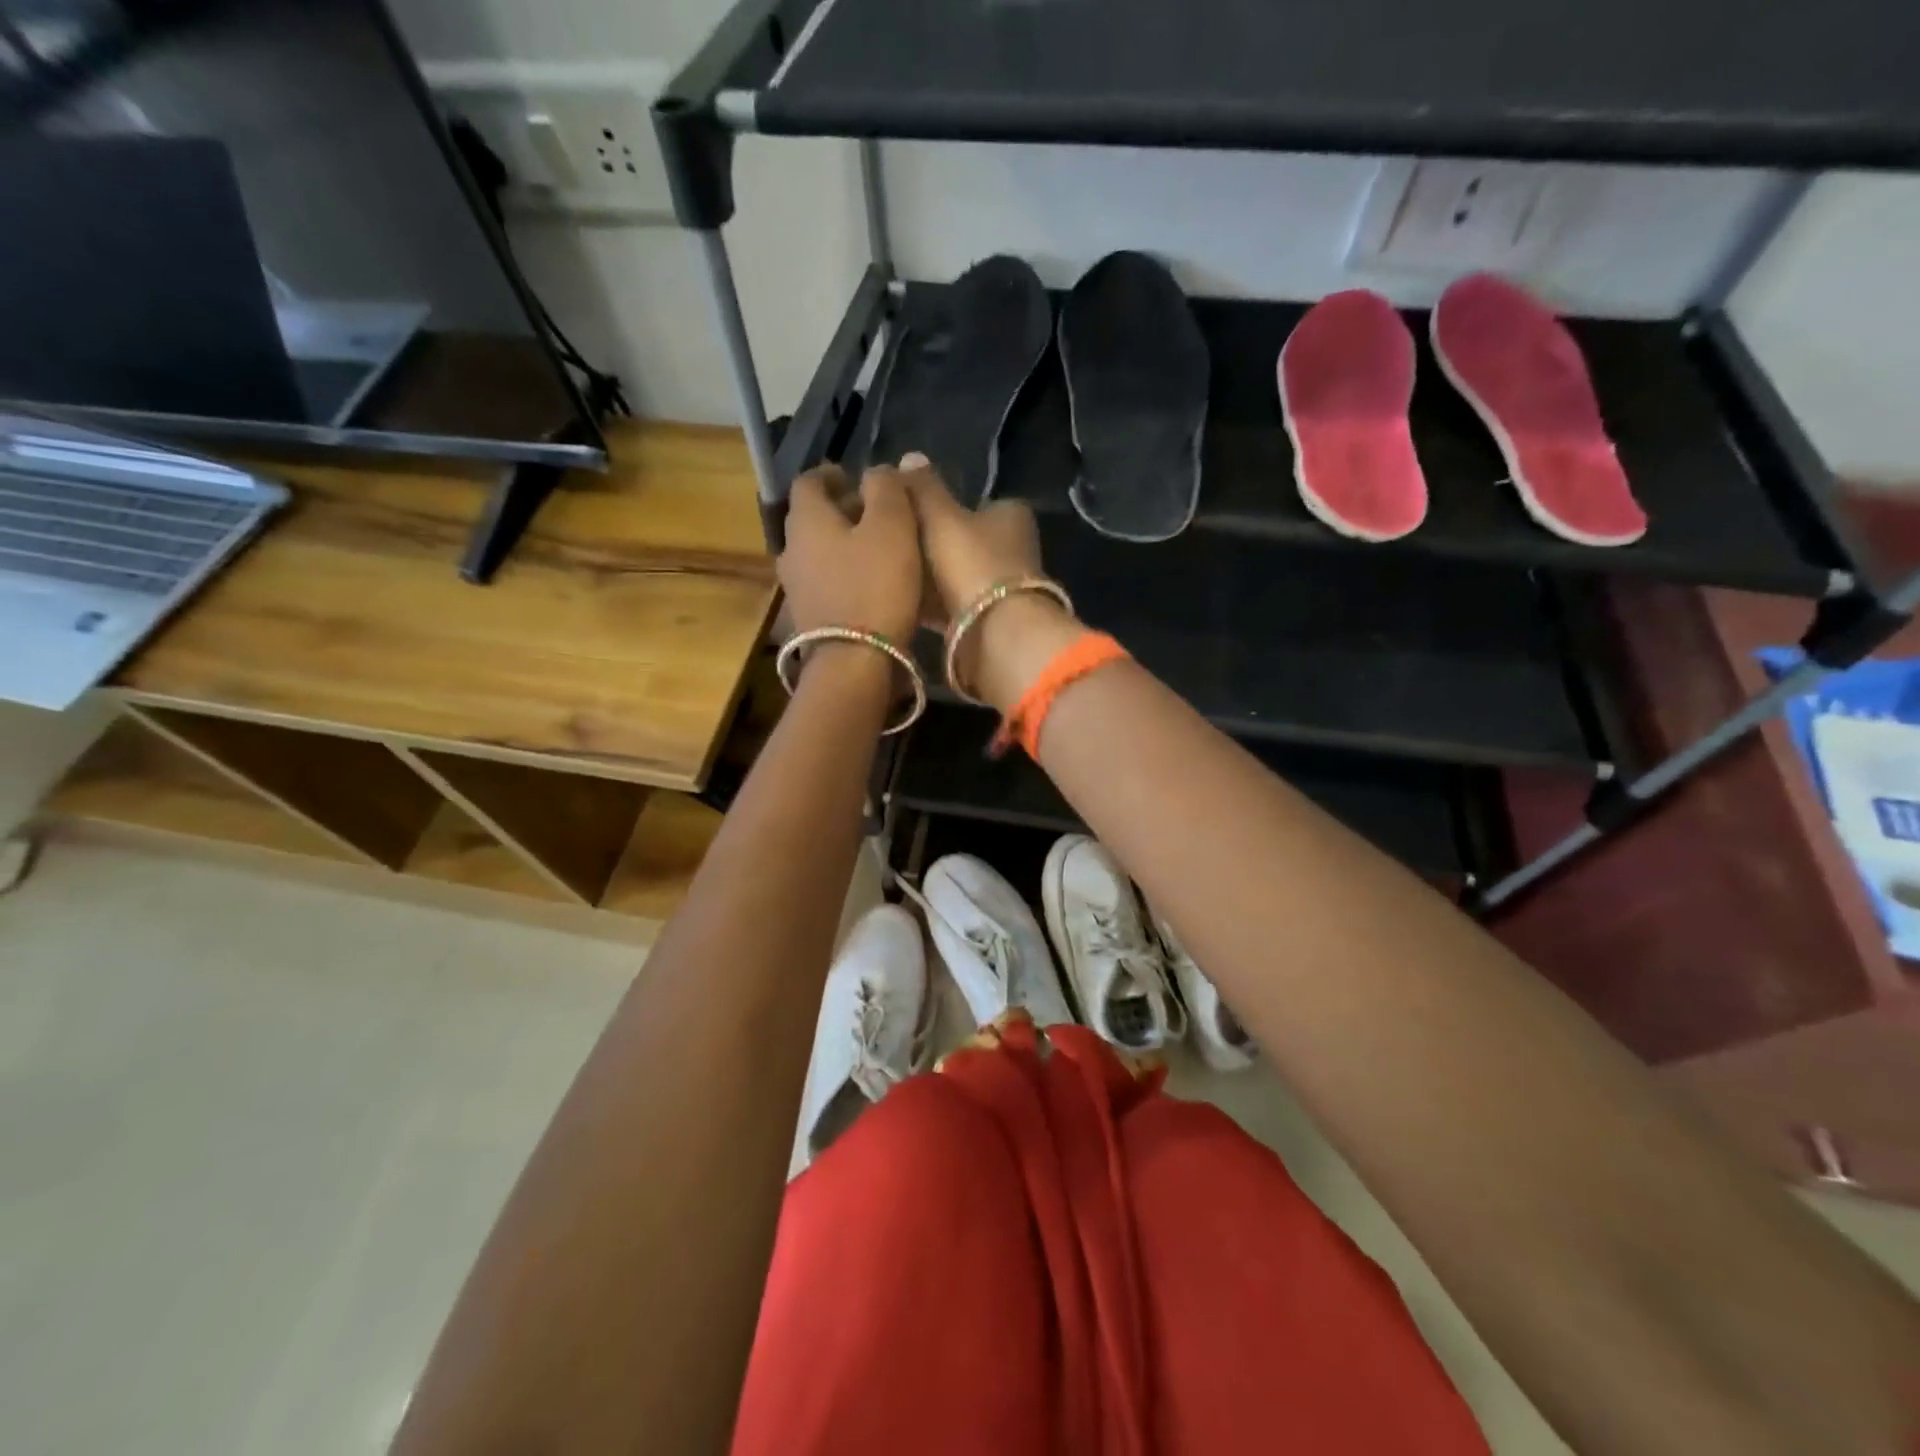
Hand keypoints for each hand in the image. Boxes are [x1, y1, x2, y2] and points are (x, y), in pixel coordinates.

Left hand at [779, 463, 922, 645]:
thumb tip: (877, 471)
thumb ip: (886, 489)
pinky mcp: (809, 618)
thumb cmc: (875, 587)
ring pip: (818, 552)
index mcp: (806, 520)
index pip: (808, 481)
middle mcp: (791, 550)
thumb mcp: (892, 527)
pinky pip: (825, 582)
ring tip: (878, 550)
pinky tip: (871, 585)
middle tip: (876, 513)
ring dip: (843, 544)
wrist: (853, 663)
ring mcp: (796, 588)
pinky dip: (844, 574)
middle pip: (812, 518)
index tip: (856, 478)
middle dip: (841, 510)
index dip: (832, 474)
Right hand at [898, 454, 1081, 710]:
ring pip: (959, 575)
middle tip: (894, 545)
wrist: (994, 634)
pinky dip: (933, 604)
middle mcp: (1014, 549)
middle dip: (934, 544)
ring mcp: (1004, 588)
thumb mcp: (941, 517)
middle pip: (966, 541)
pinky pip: (954, 605)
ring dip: (931, 577)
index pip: (975, 502)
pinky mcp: (990, 620)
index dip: (942, 506)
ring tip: (892, 573)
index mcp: (1011, 516)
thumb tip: (909, 457)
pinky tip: (904, 602)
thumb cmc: (971, 563)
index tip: (909, 514)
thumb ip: (924, 488)